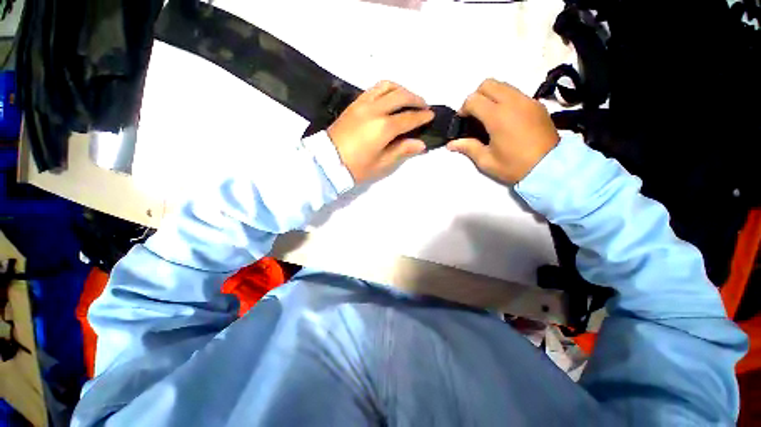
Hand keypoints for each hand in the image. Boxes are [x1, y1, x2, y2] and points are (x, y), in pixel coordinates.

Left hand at [327, 81, 433, 183]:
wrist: (327, 162)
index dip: (422, 117)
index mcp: (384, 127)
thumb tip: (421, 144)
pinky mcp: (354, 103)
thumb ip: (402, 150)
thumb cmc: (356, 168)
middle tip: (424, 106)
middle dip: (416, 99)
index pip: (409, 118)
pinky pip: (373, 89)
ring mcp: (363, 103)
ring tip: (408, 99)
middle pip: (401, 96)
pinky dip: (386, 89)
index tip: (431, 116)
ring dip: (401, 89)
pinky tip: (390, 98)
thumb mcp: (381, 164)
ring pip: (387, 86)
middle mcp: (375, 110)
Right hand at [447, 79, 559, 183]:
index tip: (463, 121)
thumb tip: (450, 144)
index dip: (463, 108)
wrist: (549, 167)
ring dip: (491, 96)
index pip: (473, 99)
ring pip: (503, 85)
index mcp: (497, 116)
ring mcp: (527, 100)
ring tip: (489, 115)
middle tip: (475, 115)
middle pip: (488, 84)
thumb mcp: (486, 161)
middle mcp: (512, 102)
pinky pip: (516, 93)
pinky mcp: (536, 104)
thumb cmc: (514, 166)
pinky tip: (505, 117)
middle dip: (476, 96)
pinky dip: (505, 99)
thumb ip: (468, 147)